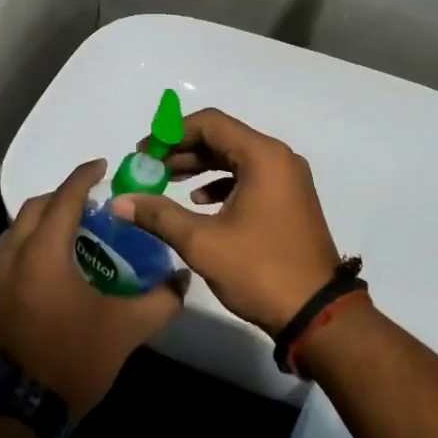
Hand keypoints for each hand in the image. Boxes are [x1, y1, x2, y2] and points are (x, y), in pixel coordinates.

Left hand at [0, 159, 185, 418]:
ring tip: (72, 233)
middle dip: (62, 196)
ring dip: (43, 221)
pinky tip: (49, 268)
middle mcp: (11, 254)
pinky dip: (29, 246)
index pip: (65, 197)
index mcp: (43, 251)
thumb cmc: (71, 358)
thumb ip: (160, 300)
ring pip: (17, 231)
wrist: (15, 413)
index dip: (85, 176)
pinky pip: (7, 255)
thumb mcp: (125, 329)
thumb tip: (182, 279)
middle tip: (92, 203)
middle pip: (36, 207)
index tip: (103, 166)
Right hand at [110, 109, 340, 334]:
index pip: (210, 123)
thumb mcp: (203, 243)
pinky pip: (249, 177)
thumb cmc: (260, 269)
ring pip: (235, 157)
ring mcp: (287, 179)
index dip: (171, 133)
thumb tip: (120, 202)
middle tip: (149, 167)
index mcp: (263, 156)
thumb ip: (159, 216)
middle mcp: (278, 158)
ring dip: (200, 165)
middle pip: (222, 137)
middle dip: (182, 149)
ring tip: (165, 181)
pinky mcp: (289, 199)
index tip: (144, 152)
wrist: (317, 313)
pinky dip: (221, 182)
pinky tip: (198, 200)